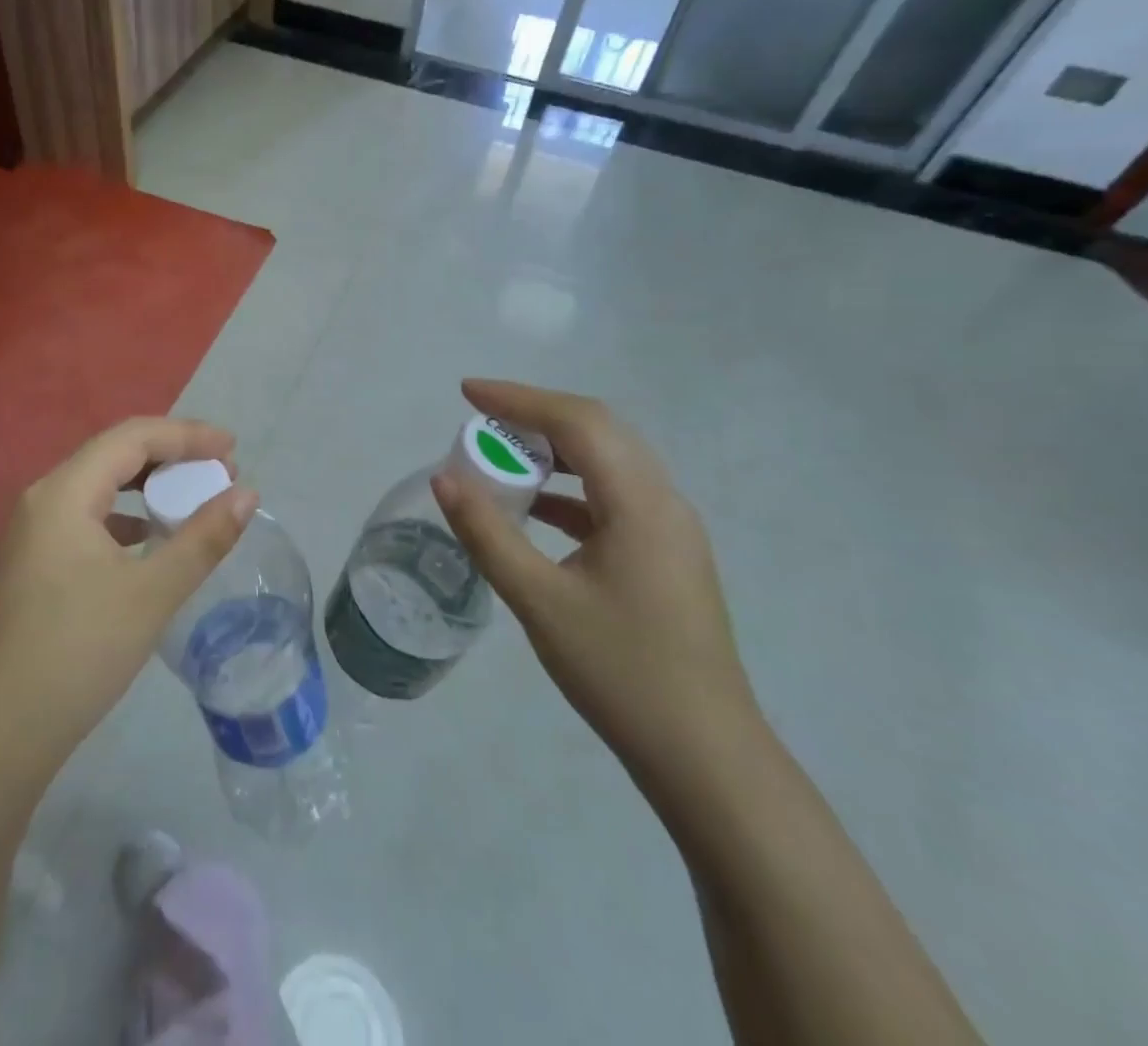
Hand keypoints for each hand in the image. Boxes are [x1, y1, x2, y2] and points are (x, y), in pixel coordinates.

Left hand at [0, 418, 256, 769]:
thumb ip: (203, 538)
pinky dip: (126, 516)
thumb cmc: (80, 651)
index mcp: (63, 492)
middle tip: (220, 472)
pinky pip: (87, 516)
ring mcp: (32, 530)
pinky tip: (150, 538)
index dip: (187, 435)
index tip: (233, 449)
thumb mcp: (152, 593)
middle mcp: (42, 498)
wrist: (4, 730)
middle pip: (114, 454)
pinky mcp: (33, 560)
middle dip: (171, 456)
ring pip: (100, 486)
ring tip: (193, 498)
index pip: (132, 437)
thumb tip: (248, 495)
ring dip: (149, 485)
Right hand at [432, 380, 761, 794]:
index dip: (519, 399)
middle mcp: (664, 502)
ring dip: (553, 449)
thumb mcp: (539, 600)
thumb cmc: (619, 672)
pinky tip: (533, 507)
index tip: (466, 393)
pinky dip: (568, 487)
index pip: (578, 422)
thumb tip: (444, 479)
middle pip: (598, 430)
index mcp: (641, 504)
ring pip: (607, 461)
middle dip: (535, 415)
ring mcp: (670, 529)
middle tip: (480, 420)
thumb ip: (488, 534)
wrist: (703, 754)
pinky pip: (611, 496)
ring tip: (500, 455)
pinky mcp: (665, 554)